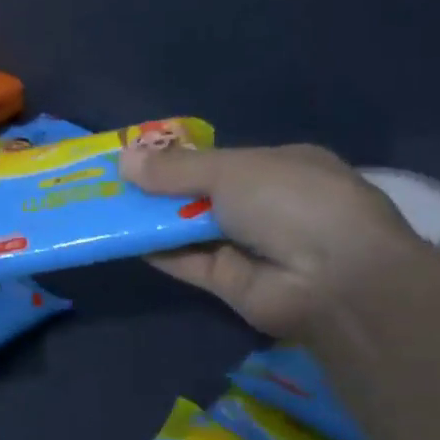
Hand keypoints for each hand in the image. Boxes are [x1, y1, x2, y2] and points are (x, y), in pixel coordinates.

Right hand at [119, 142, 421, 338]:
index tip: (138, 155)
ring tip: (104, 206)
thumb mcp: (231, 170)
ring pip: (192, 230)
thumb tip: (123, 158)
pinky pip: (188, 263)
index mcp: (281, 167)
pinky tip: (123, 238)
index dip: (180, 158)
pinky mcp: (231, 283)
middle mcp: (267, 206)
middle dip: (161, 189)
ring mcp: (250, 246)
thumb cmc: (290, 201)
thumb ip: (175, 168)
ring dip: (153, 220)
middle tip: (112, 181)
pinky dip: (159, 251)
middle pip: (203, 195)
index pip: (223, 160)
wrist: (334, 279)